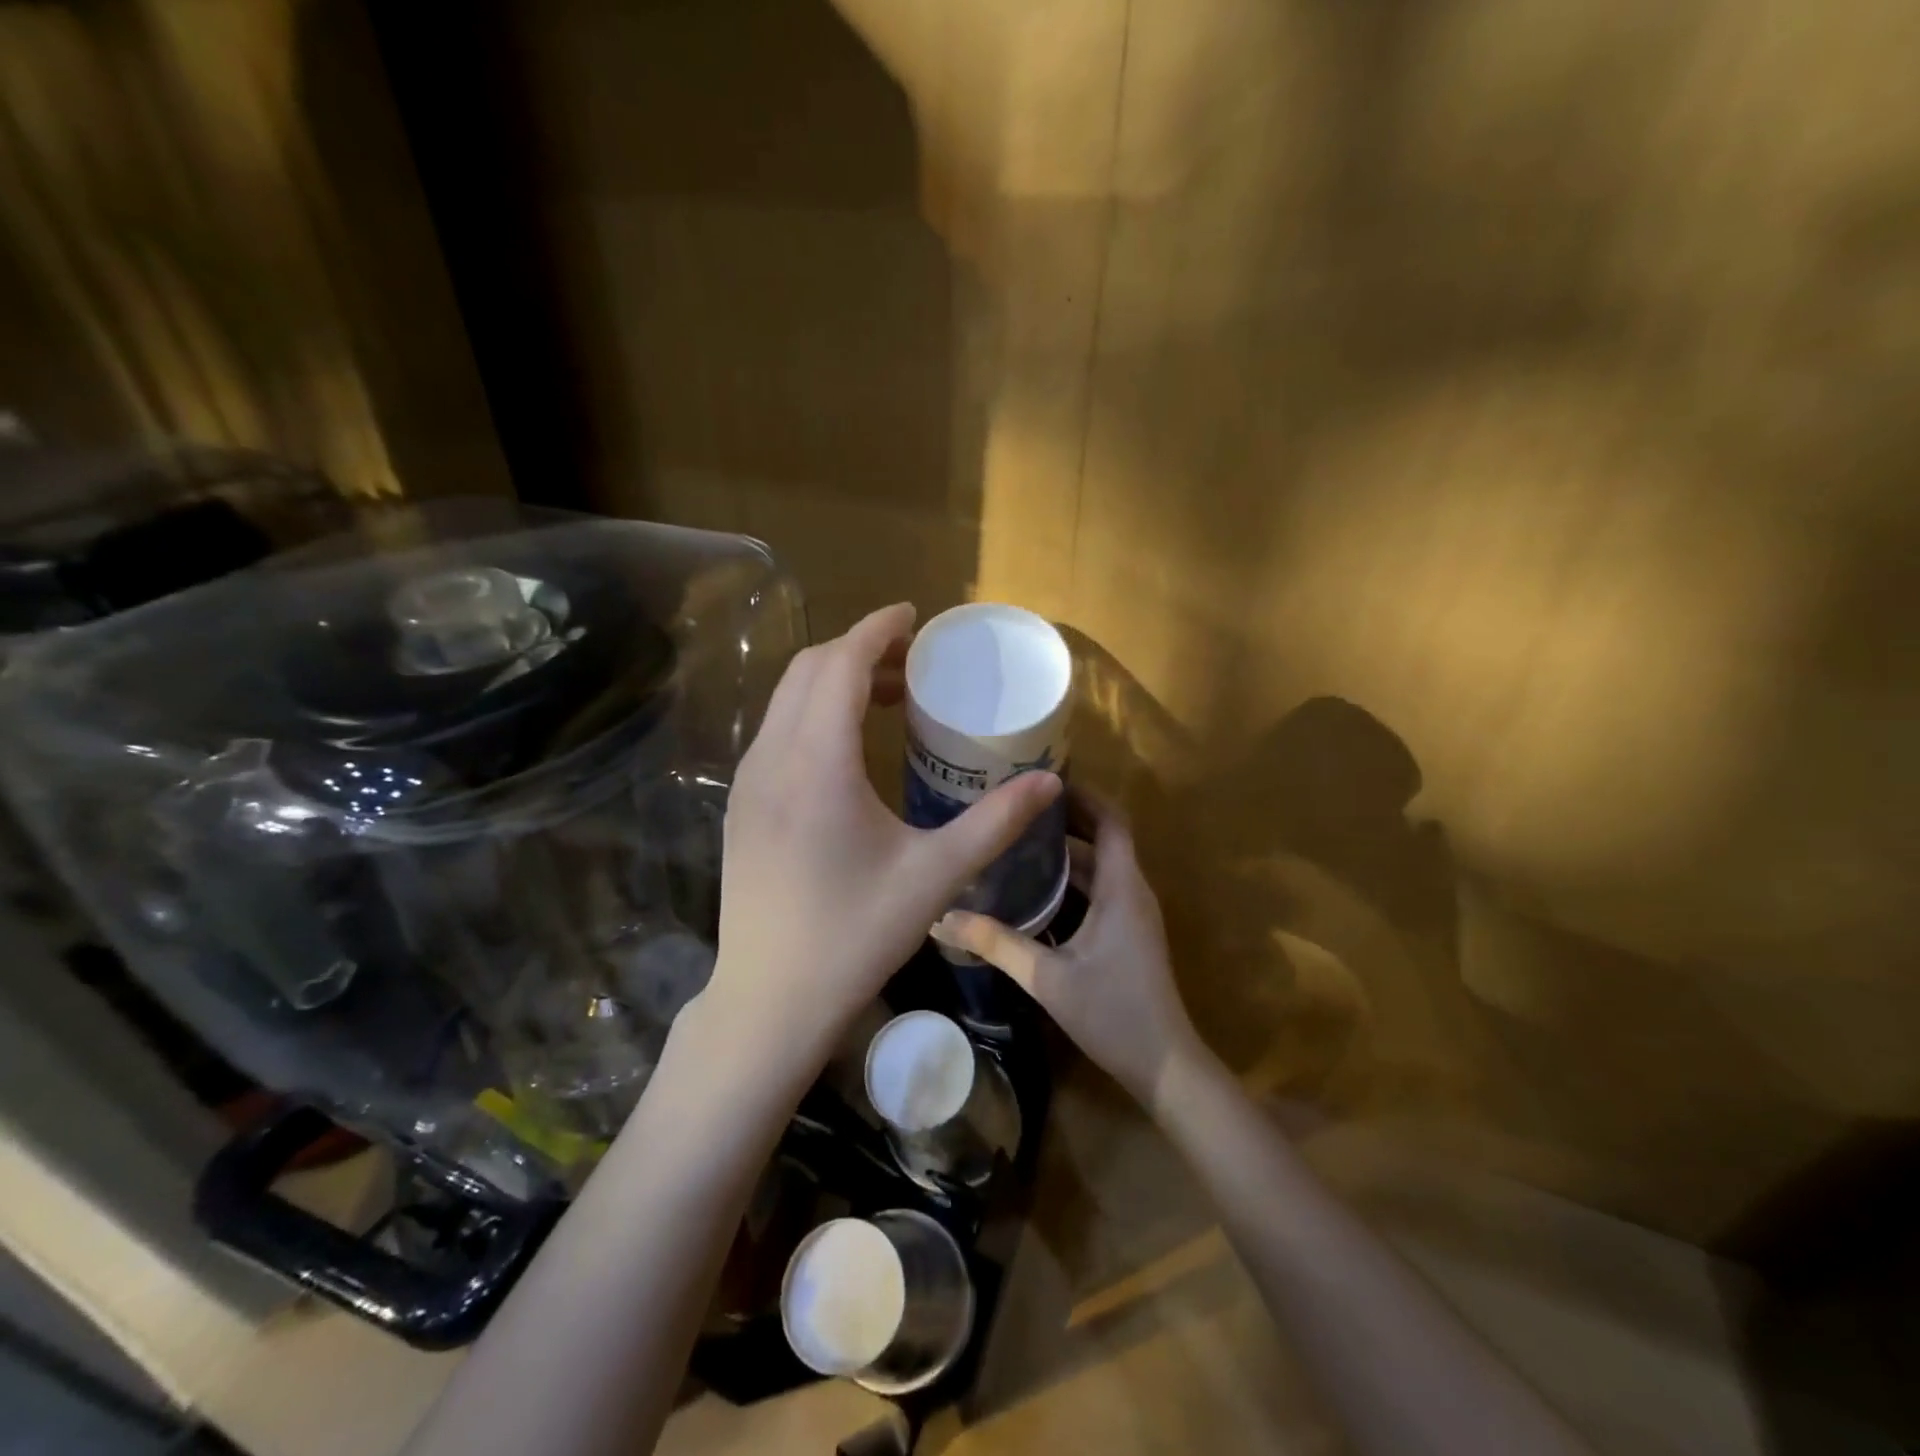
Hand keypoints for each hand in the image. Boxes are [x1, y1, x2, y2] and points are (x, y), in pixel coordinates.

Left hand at [702, 603, 1061, 1075]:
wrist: (770, 1000)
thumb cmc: (855, 936)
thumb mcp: (934, 877)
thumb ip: (995, 822)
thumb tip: (1048, 781)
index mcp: (817, 763)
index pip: (840, 664)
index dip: (877, 629)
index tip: (914, 616)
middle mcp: (772, 758)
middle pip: (809, 671)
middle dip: (860, 650)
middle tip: (913, 662)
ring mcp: (748, 782)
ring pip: (787, 701)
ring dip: (834, 682)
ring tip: (888, 698)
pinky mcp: (742, 806)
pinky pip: (777, 733)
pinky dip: (813, 713)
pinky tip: (849, 748)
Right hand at [935, 790, 1203, 1111]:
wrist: (1165, 1066)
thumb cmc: (1112, 1012)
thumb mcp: (1047, 977)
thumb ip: (997, 944)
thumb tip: (942, 918)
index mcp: (1122, 887)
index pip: (1111, 820)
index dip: (1083, 795)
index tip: (1042, 780)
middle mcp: (1133, 890)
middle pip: (1103, 838)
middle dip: (1065, 819)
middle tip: (1016, 808)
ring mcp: (1133, 913)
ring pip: (1101, 866)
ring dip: (1067, 850)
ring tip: (1018, 839)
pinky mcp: (1128, 933)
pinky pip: (1100, 889)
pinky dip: (1072, 879)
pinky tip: (1035, 887)